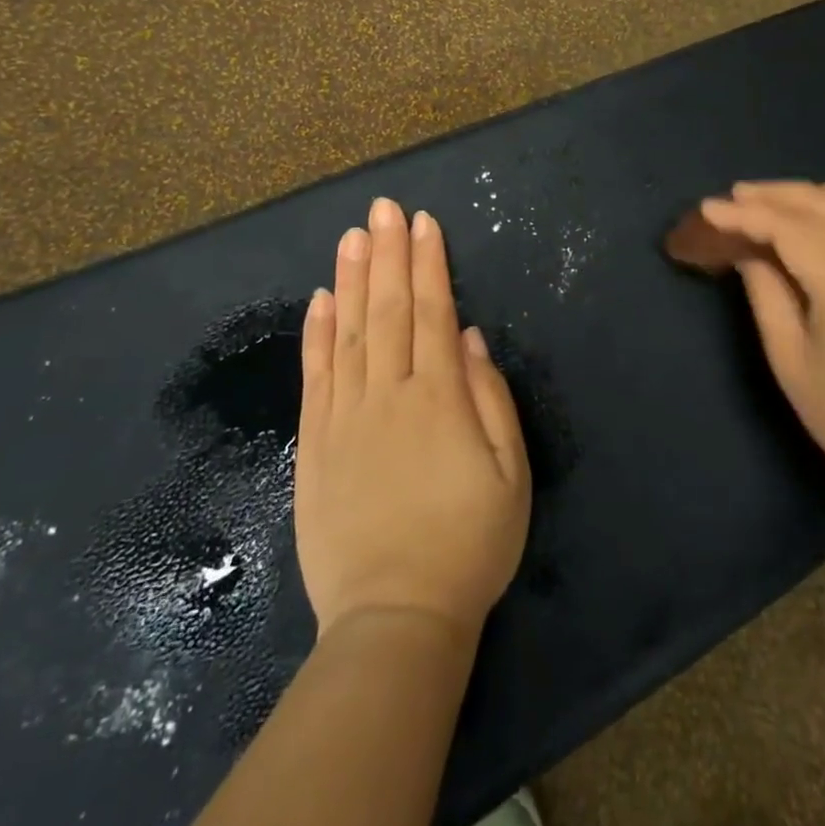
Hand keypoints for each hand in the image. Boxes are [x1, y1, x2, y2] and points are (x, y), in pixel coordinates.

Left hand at [294, 197, 530, 641]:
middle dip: (388, 254)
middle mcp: (388, 394)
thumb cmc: (469, 544)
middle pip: (387, 310)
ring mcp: (345, 417)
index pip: (431, 312)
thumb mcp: (509, 473)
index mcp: (438, 398)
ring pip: (347, 332)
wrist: (396, 617)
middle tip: (383, 208)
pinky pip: (315, 376)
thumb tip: (466, 337)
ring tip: (351, 236)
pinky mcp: (315, 443)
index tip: (422, 222)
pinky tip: (320, 298)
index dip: (427, 264)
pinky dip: (316, 333)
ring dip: (350, 279)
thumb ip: (489, 398)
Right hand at [676, 181, 824, 508]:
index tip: (707, 209)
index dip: (743, 214)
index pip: (787, 227)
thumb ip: (767, 295)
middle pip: (820, 204)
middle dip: (771, 195)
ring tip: (775, 201)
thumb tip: (748, 252)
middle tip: (732, 199)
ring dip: (811, 193)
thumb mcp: (791, 361)